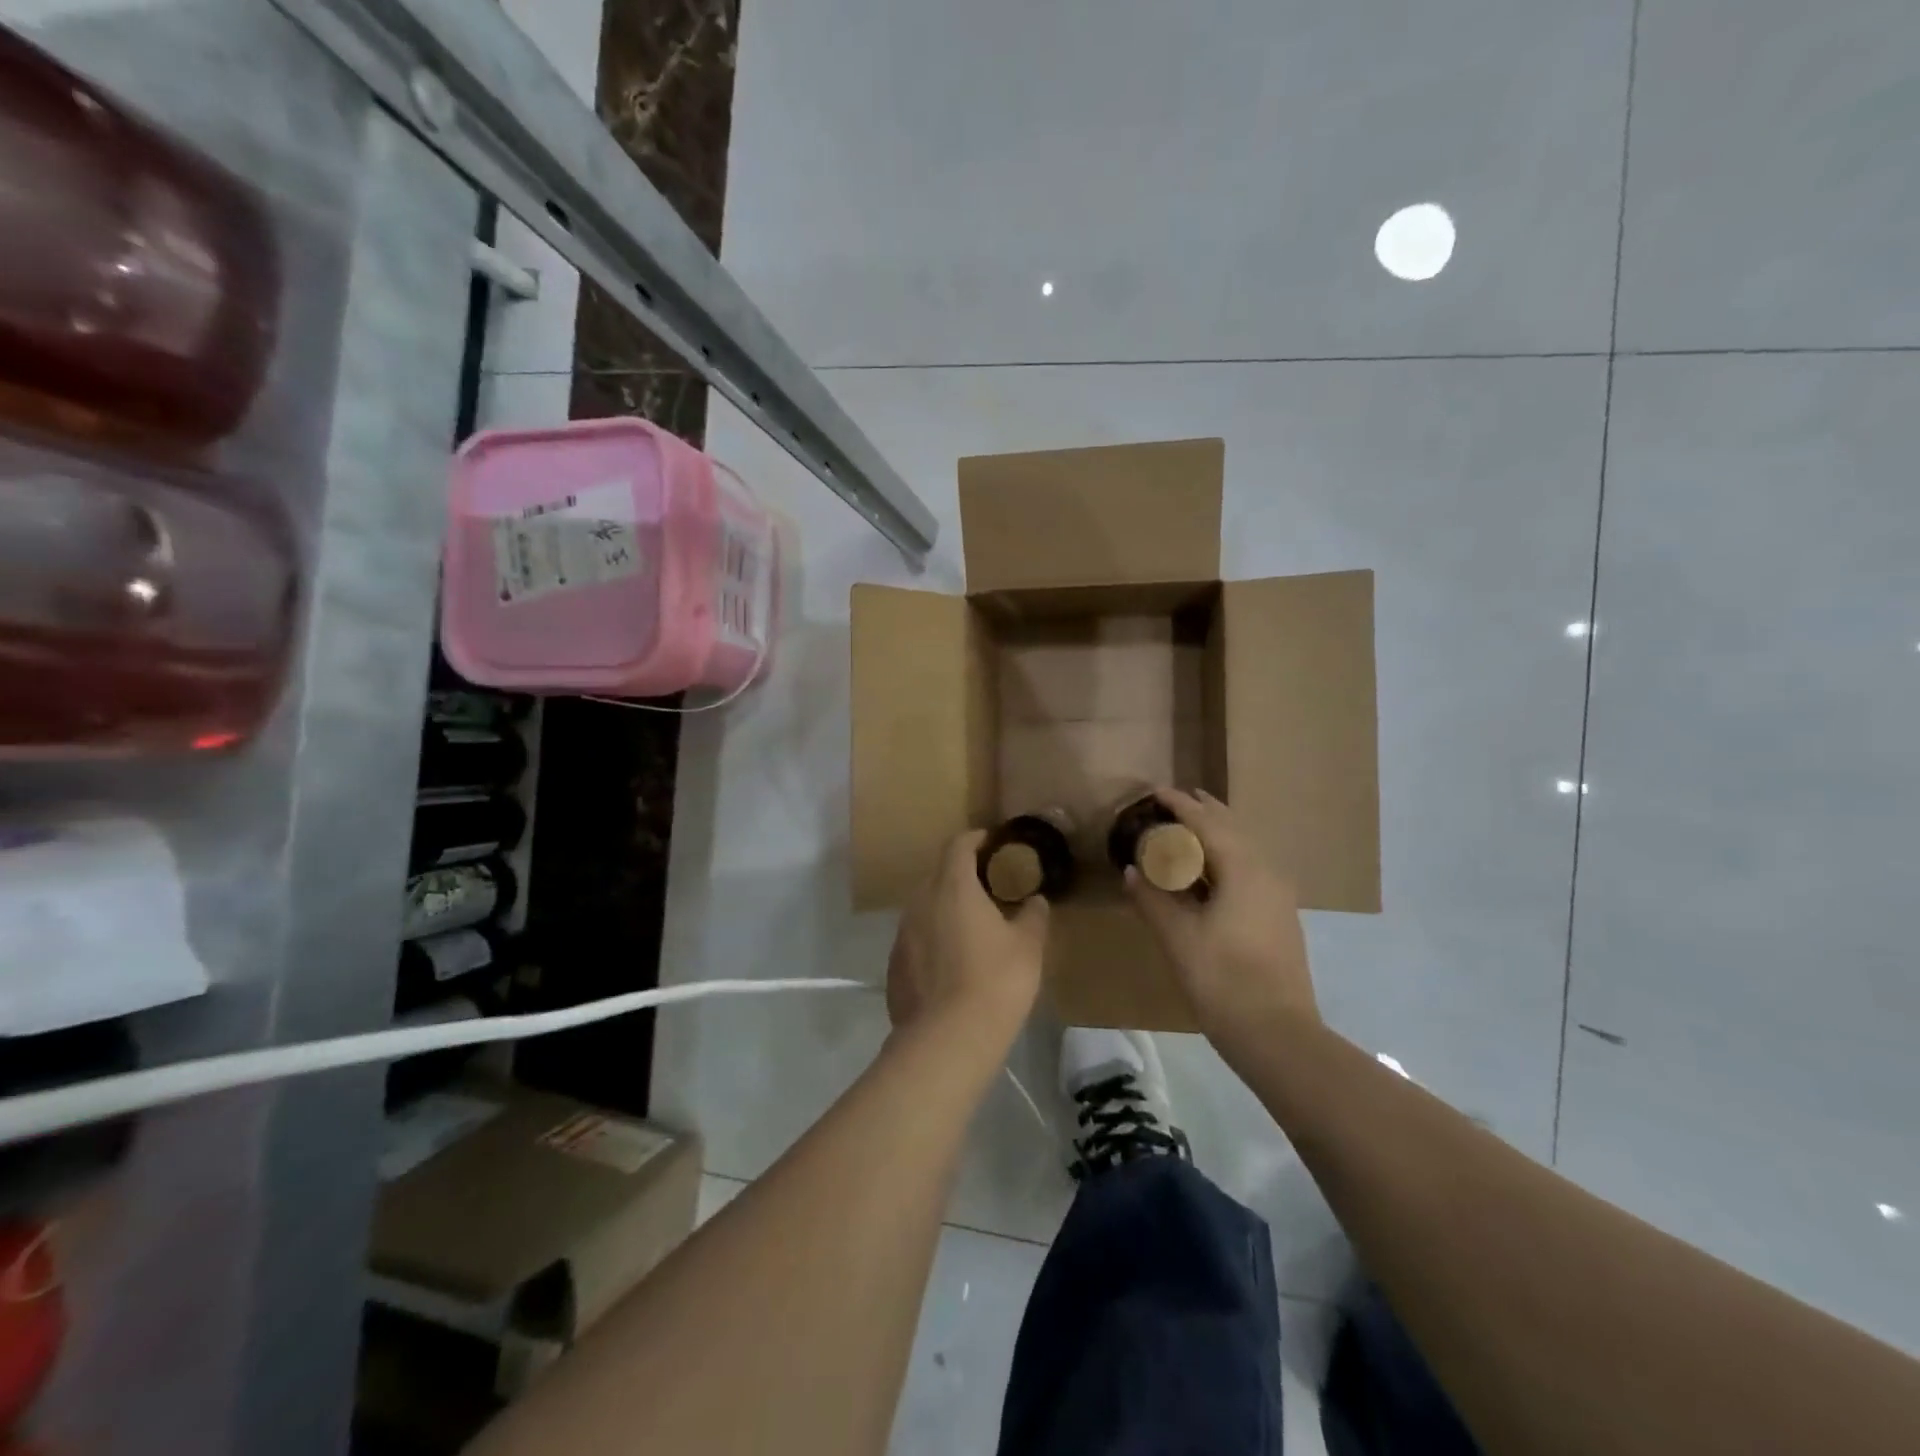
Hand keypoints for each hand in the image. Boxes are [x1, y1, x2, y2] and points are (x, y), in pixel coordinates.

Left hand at [886, 830, 1049, 1049]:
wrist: (948, 1039)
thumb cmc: (996, 981)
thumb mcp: (1028, 946)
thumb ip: (1033, 915)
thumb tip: (1036, 901)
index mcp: (953, 886)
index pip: (958, 844)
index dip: (977, 839)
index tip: (994, 843)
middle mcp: (920, 901)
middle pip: (939, 875)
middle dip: (962, 875)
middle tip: (989, 888)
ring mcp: (902, 934)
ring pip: (925, 907)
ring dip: (946, 909)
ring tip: (972, 926)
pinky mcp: (894, 965)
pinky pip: (916, 939)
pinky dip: (933, 940)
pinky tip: (952, 963)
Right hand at [1123, 788, 1318, 1046]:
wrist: (1277, 1034)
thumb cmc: (1222, 980)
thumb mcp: (1178, 937)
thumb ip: (1152, 898)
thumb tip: (1131, 871)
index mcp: (1242, 869)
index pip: (1207, 823)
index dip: (1180, 805)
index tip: (1155, 791)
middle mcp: (1265, 871)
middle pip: (1232, 828)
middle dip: (1203, 812)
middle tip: (1173, 802)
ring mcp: (1278, 894)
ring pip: (1244, 848)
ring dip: (1216, 833)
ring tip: (1188, 829)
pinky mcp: (1279, 915)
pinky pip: (1249, 868)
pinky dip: (1225, 857)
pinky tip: (1209, 872)